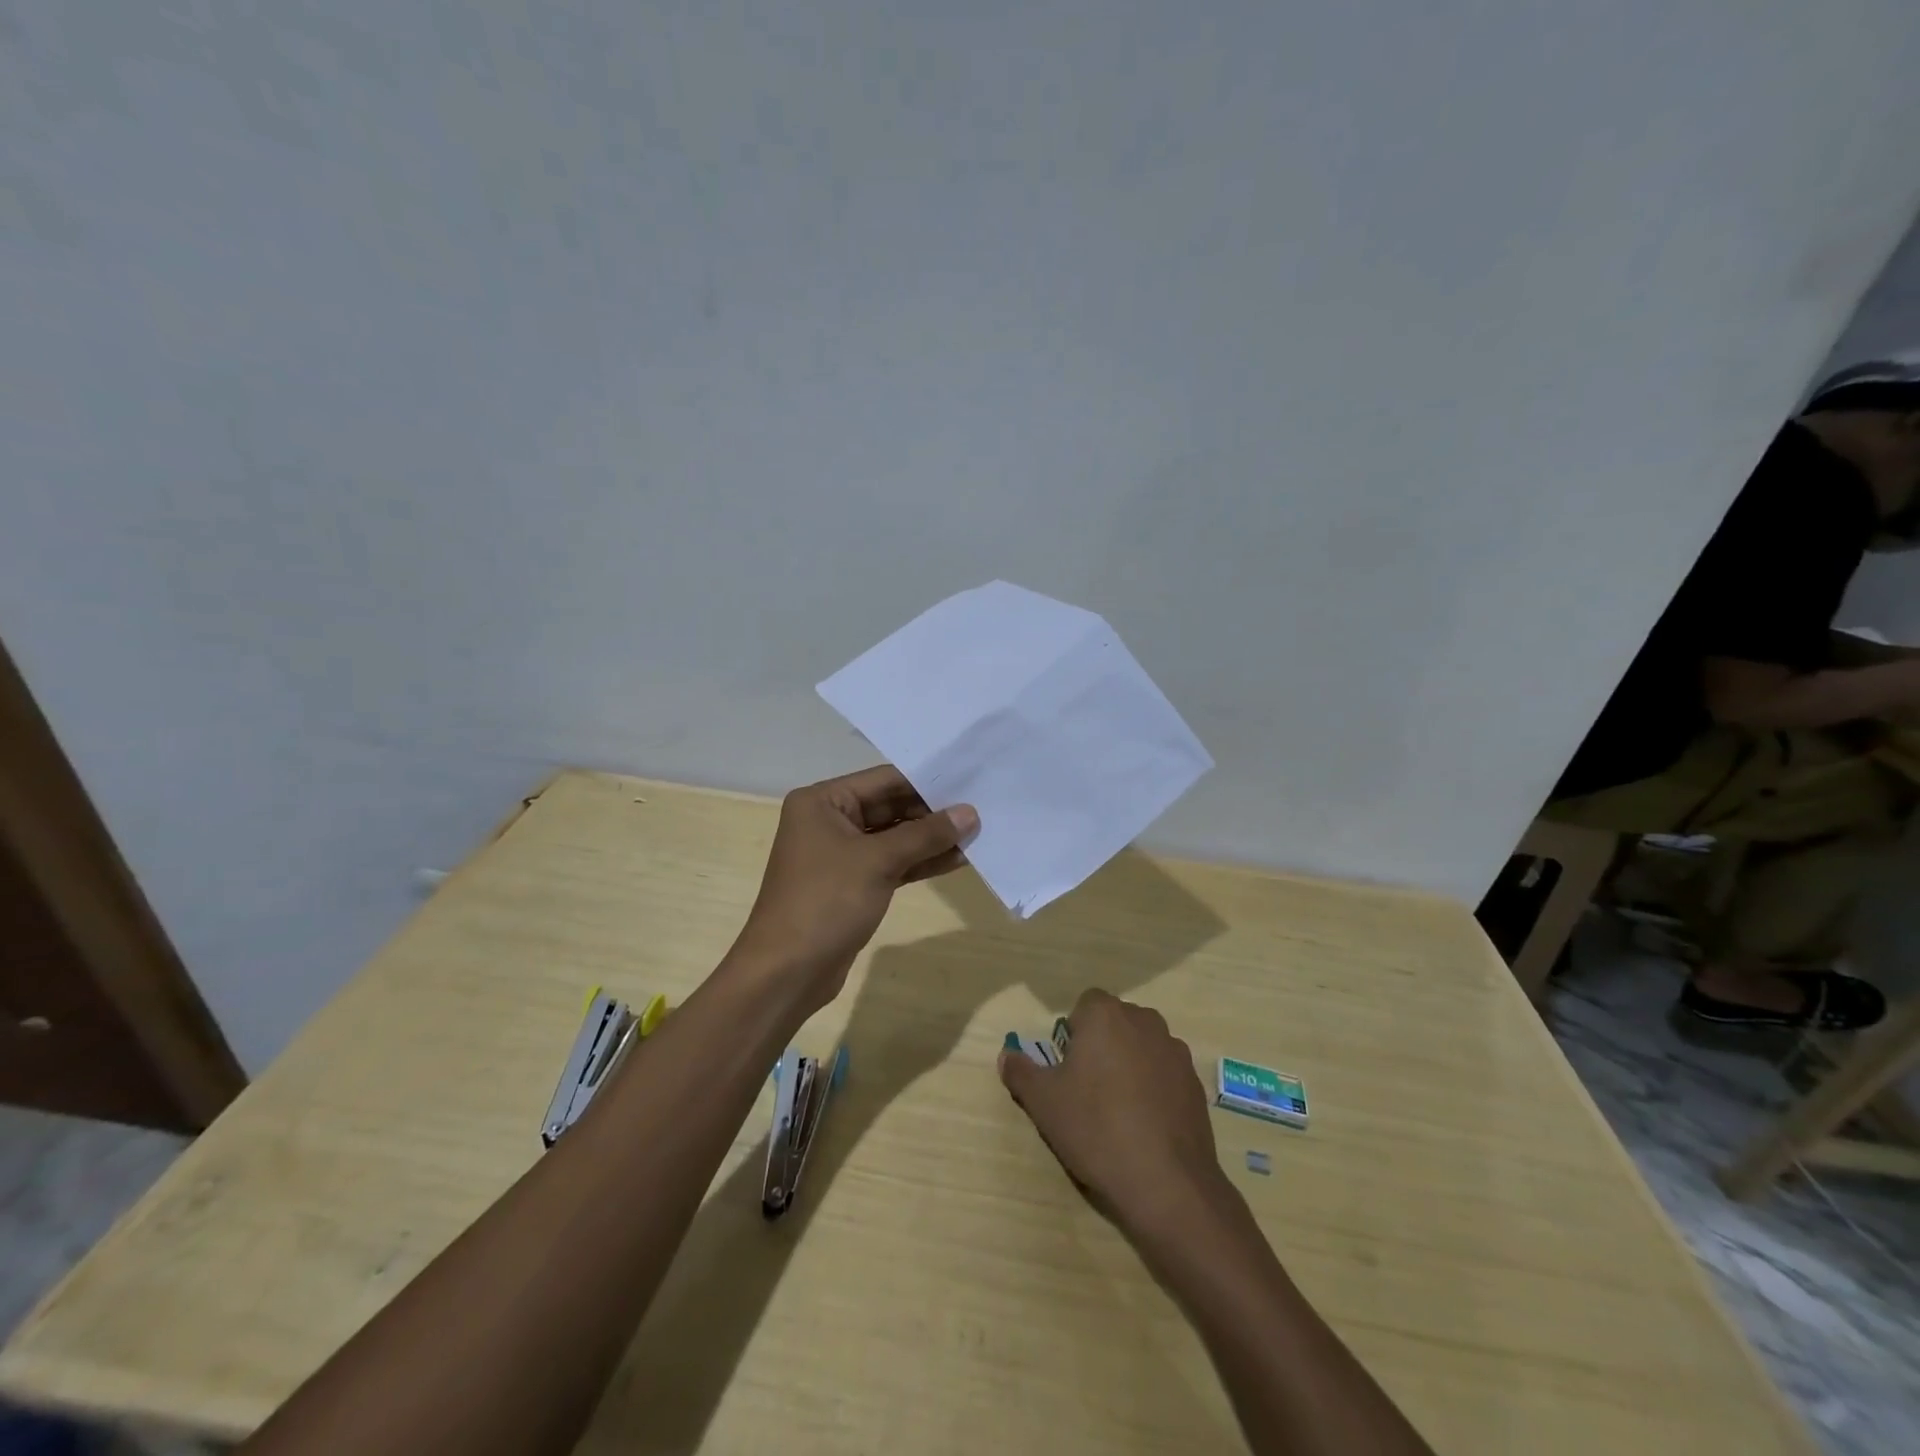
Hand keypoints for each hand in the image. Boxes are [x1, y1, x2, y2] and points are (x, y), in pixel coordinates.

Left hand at [729, 765, 978, 1009]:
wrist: (787, 972)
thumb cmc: (826, 902)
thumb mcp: (878, 861)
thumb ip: (925, 835)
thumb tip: (970, 813)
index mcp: (822, 801)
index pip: (884, 780)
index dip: (927, 782)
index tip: (970, 782)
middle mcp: (829, 820)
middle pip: (890, 807)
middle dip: (932, 813)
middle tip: (980, 810)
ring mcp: (840, 854)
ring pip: (894, 838)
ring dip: (931, 839)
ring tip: (977, 835)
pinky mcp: (853, 884)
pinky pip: (892, 863)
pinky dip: (919, 862)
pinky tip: (957, 860)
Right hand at [998, 989, 1228, 1240]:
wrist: (1166, 1182)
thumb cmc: (1096, 1129)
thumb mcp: (1043, 1102)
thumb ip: (1021, 1071)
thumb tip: (1006, 1055)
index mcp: (1105, 1015)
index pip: (1084, 1005)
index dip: (1073, 1033)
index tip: (1068, 1068)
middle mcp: (1144, 1020)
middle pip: (1115, 1022)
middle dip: (1101, 1046)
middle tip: (1087, 1089)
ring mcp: (1174, 1050)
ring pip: (1141, 1046)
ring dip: (1129, 1064)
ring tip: (1118, 1110)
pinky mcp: (1195, 1081)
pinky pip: (1164, 1072)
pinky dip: (1154, 1087)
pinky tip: (1145, 1124)